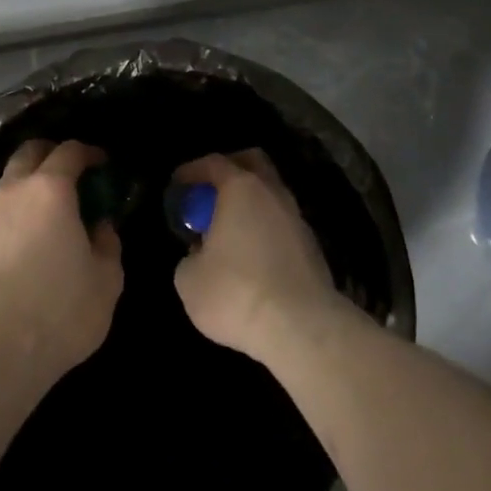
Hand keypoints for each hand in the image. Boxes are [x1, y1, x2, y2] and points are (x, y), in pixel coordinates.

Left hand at [0, 140, 123, 392]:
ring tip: (49, 214)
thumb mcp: (106, 279)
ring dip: (29, 187)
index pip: (69, 150)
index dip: (90, 152)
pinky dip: (13, 215)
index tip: (103, 164)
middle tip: (73, 176)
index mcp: (49, 189)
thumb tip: (99, 227)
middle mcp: (12, 191)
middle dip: (52, 155)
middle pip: (29, 153)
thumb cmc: (59, 311)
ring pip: (7, 183)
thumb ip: (108, 243)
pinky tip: (26, 242)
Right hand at [172, 150, 347, 363]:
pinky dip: (266, 228)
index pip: (214, 163)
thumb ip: (190, 256)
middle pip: (253, 163)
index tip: (178, 184)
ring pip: (271, 194)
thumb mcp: (189, 280)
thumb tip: (200, 254)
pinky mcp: (313, 247)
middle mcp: (273, 193)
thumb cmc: (236, 293)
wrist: (301, 328)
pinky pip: (283, 224)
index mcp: (241, 188)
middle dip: (230, 170)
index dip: (192, 170)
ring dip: (251, 203)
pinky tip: (252, 255)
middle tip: (209, 194)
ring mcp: (297, 218)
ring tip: (229, 229)